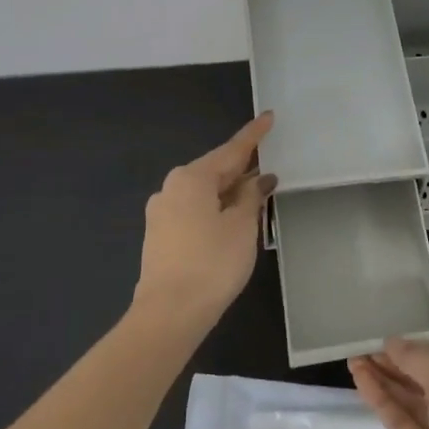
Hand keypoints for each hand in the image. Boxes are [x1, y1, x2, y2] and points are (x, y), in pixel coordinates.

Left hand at [133, 113, 276, 330]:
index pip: (231, 150)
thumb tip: (258, 180)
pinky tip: (231, 218)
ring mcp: (162, 212)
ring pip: (203, 192)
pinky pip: (193, 210)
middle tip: (269, 163)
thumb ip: (251, 197)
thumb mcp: (242, 227)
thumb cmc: (213, 263)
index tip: (268, 117)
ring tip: (255, 194)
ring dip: (229, 191)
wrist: (170, 311)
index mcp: (192, 178)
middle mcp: (171, 188)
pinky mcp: (160, 235)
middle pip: (214, 170)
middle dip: (241, 168)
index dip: (253, 135)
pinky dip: (215, 208)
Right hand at [348, 338, 428, 428]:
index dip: (419, 349)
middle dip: (398, 364)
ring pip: (413, 402)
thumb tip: (393, 343)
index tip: (387, 339)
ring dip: (386, 381)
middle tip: (363, 348)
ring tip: (353, 361)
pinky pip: (403, 424)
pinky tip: (362, 384)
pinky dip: (384, 404)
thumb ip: (420, 362)